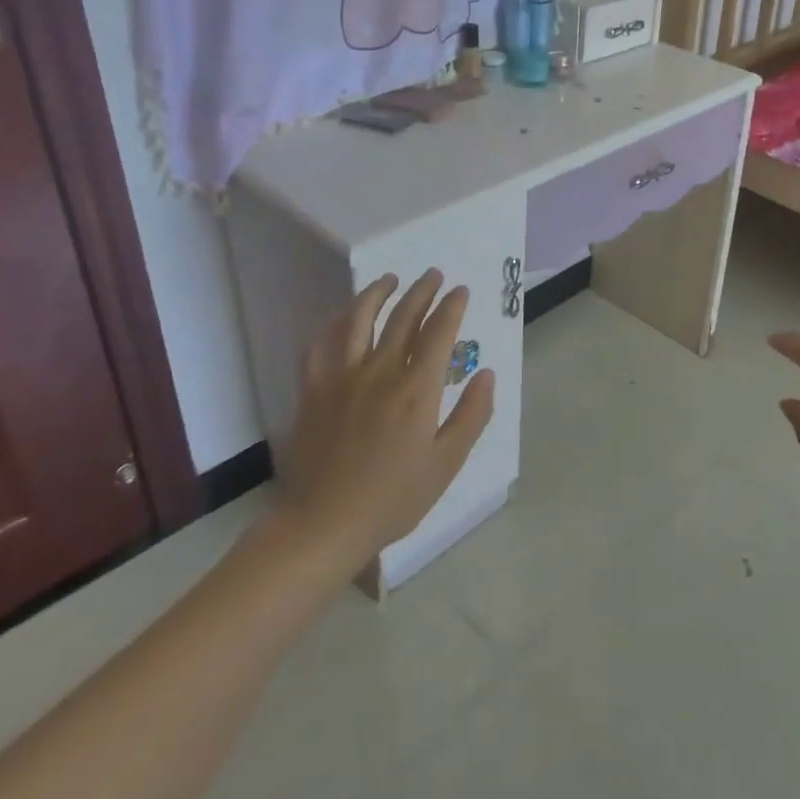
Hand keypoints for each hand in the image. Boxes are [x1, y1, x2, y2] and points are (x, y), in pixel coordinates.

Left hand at [282, 269, 493, 563]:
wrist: (326, 523)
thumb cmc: (394, 498)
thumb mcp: (447, 463)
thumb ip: (472, 414)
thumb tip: (485, 372)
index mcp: (417, 390)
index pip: (439, 332)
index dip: (452, 306)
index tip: (460, 291)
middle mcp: (381, 371)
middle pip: (403, 317)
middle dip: (422, 291)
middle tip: (433, 275)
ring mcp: (343, 377)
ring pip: (359, 320)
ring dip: (377, 293)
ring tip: (390, 279)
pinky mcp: (314, 389)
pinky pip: (321, 345)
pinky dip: (333, 324)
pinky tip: (342, 317)